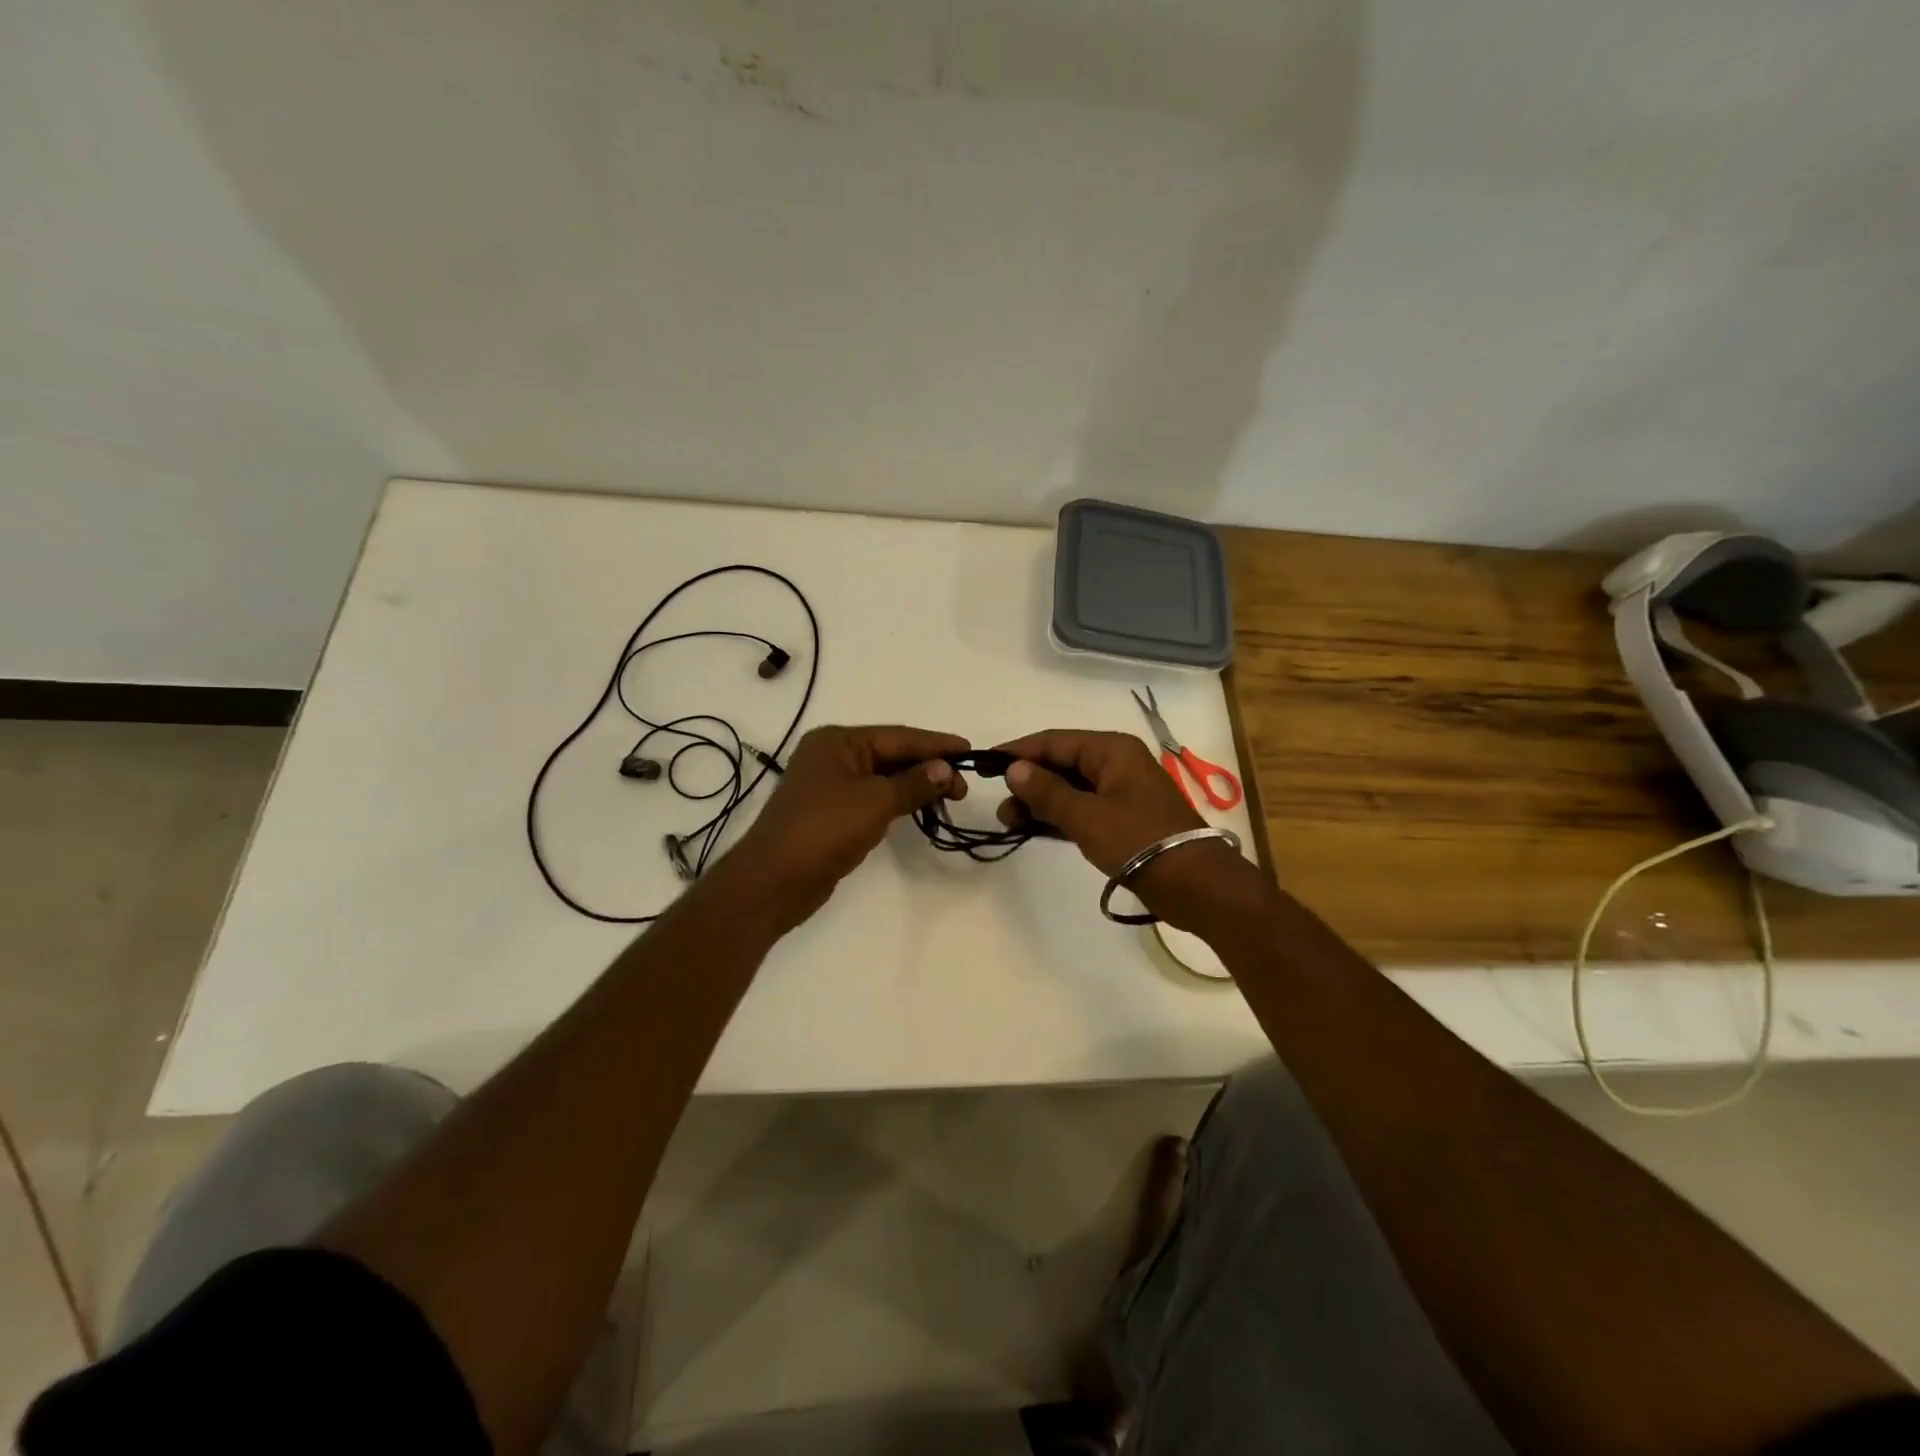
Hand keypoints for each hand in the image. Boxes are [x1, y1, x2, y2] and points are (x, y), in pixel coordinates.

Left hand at [731, 725, 967, 925]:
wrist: (774, 881)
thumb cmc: (824, 829)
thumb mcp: (875, 801)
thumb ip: (913, 783)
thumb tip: (946, 769)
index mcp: (837, 741)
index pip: (898, 736)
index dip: (936, 744)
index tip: (970, 751)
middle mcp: (832, 756)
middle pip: (891, 755)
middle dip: (928, 767)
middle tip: (964, 786)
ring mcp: (830, 786)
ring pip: (883, 778)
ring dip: (915, 785)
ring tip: (950, 797)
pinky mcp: (832, 814)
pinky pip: (873, 798)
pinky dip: (898, 802)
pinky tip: (920, 809)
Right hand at [995, 729, 1262, 926]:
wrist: (1194, 885)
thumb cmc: (1139, 841)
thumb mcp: (1086, 816)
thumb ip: (1047, 791)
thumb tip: (1014, 768)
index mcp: (1112, 750)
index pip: (1054, 741)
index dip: (1018, 752)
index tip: (985, 764)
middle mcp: (1116, 763)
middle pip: (1061, 764)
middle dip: (1029, 782)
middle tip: (1000, 805)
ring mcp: (1120, 792)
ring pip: (1070, 789)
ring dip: (1040, 803)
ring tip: (1010, 823)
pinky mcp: (1122, 820)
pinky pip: (1081, 809)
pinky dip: (1058, 817)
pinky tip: (1034, 829)